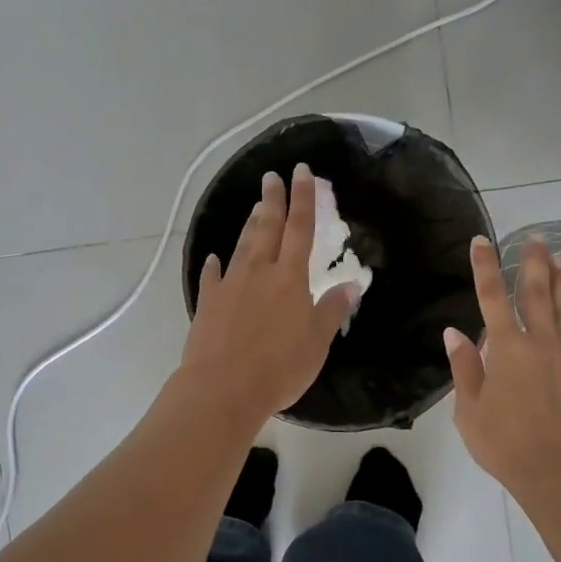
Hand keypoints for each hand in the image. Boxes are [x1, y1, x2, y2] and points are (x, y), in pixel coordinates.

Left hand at [179, 163, 358, 425]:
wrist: (222, 389)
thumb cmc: (279, 367)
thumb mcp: (317, 342)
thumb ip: (332, 310)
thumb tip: (352, 284)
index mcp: (290, 278)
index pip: (300, 229)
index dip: (304, 199)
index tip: (302, 172)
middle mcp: (259, 272)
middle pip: (267, 228)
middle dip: (272, 200)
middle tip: (271, 176)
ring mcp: (230, 286)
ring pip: (242, 246)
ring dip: (250, 224)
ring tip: (255, 207)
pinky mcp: (208, 304)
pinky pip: (212, 277)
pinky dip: (214, 265)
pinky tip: (214, 258)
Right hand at [446, 235, 560, 507]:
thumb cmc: (507, 444)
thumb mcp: (470, 411)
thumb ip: (464, 368)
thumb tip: (454, 333)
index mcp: (507, 348)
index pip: (491, 296)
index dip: (485, 266)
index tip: (481, 241)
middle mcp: (541, 341)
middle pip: (536, 291)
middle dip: (533, 261)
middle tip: (535, 238)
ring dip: (560, 280)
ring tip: (558, 258)